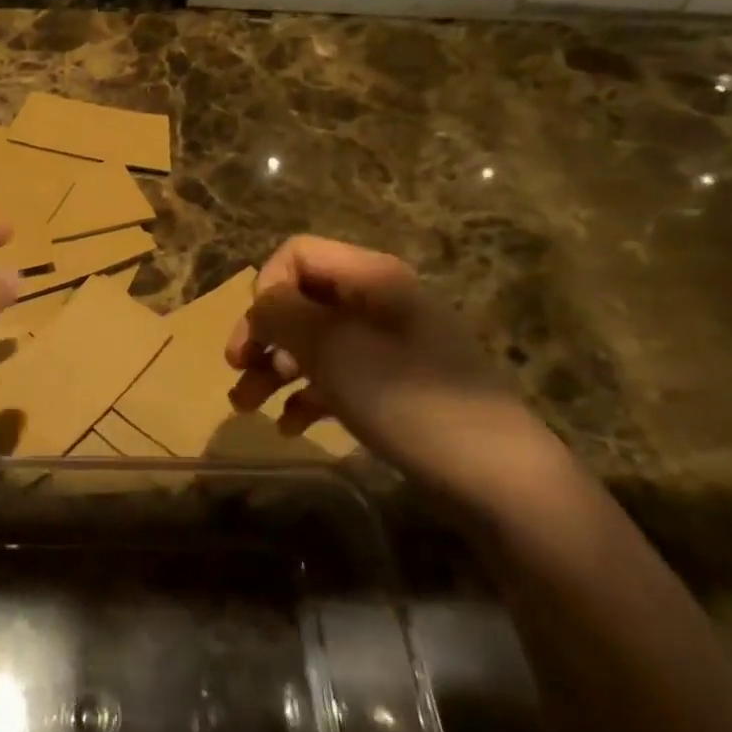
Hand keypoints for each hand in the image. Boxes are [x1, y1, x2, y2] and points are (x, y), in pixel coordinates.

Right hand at [225, 236, 559, 504]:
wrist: (496, 477)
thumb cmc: (409, 401)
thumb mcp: (335, 350)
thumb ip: (285, 316)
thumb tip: (260, 305)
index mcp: (370, 279)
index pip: (298, 254)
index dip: (268, 288)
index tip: (258, 335)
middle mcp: (378, 303)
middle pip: (302, 299)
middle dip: (263, 333)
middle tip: (235, 369)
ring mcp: (388, 347)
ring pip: (314, 342)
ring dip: (274, 369)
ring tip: (246, 406)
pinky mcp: (394, 387)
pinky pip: (337, 377)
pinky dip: (307, 395)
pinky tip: (291, 426)